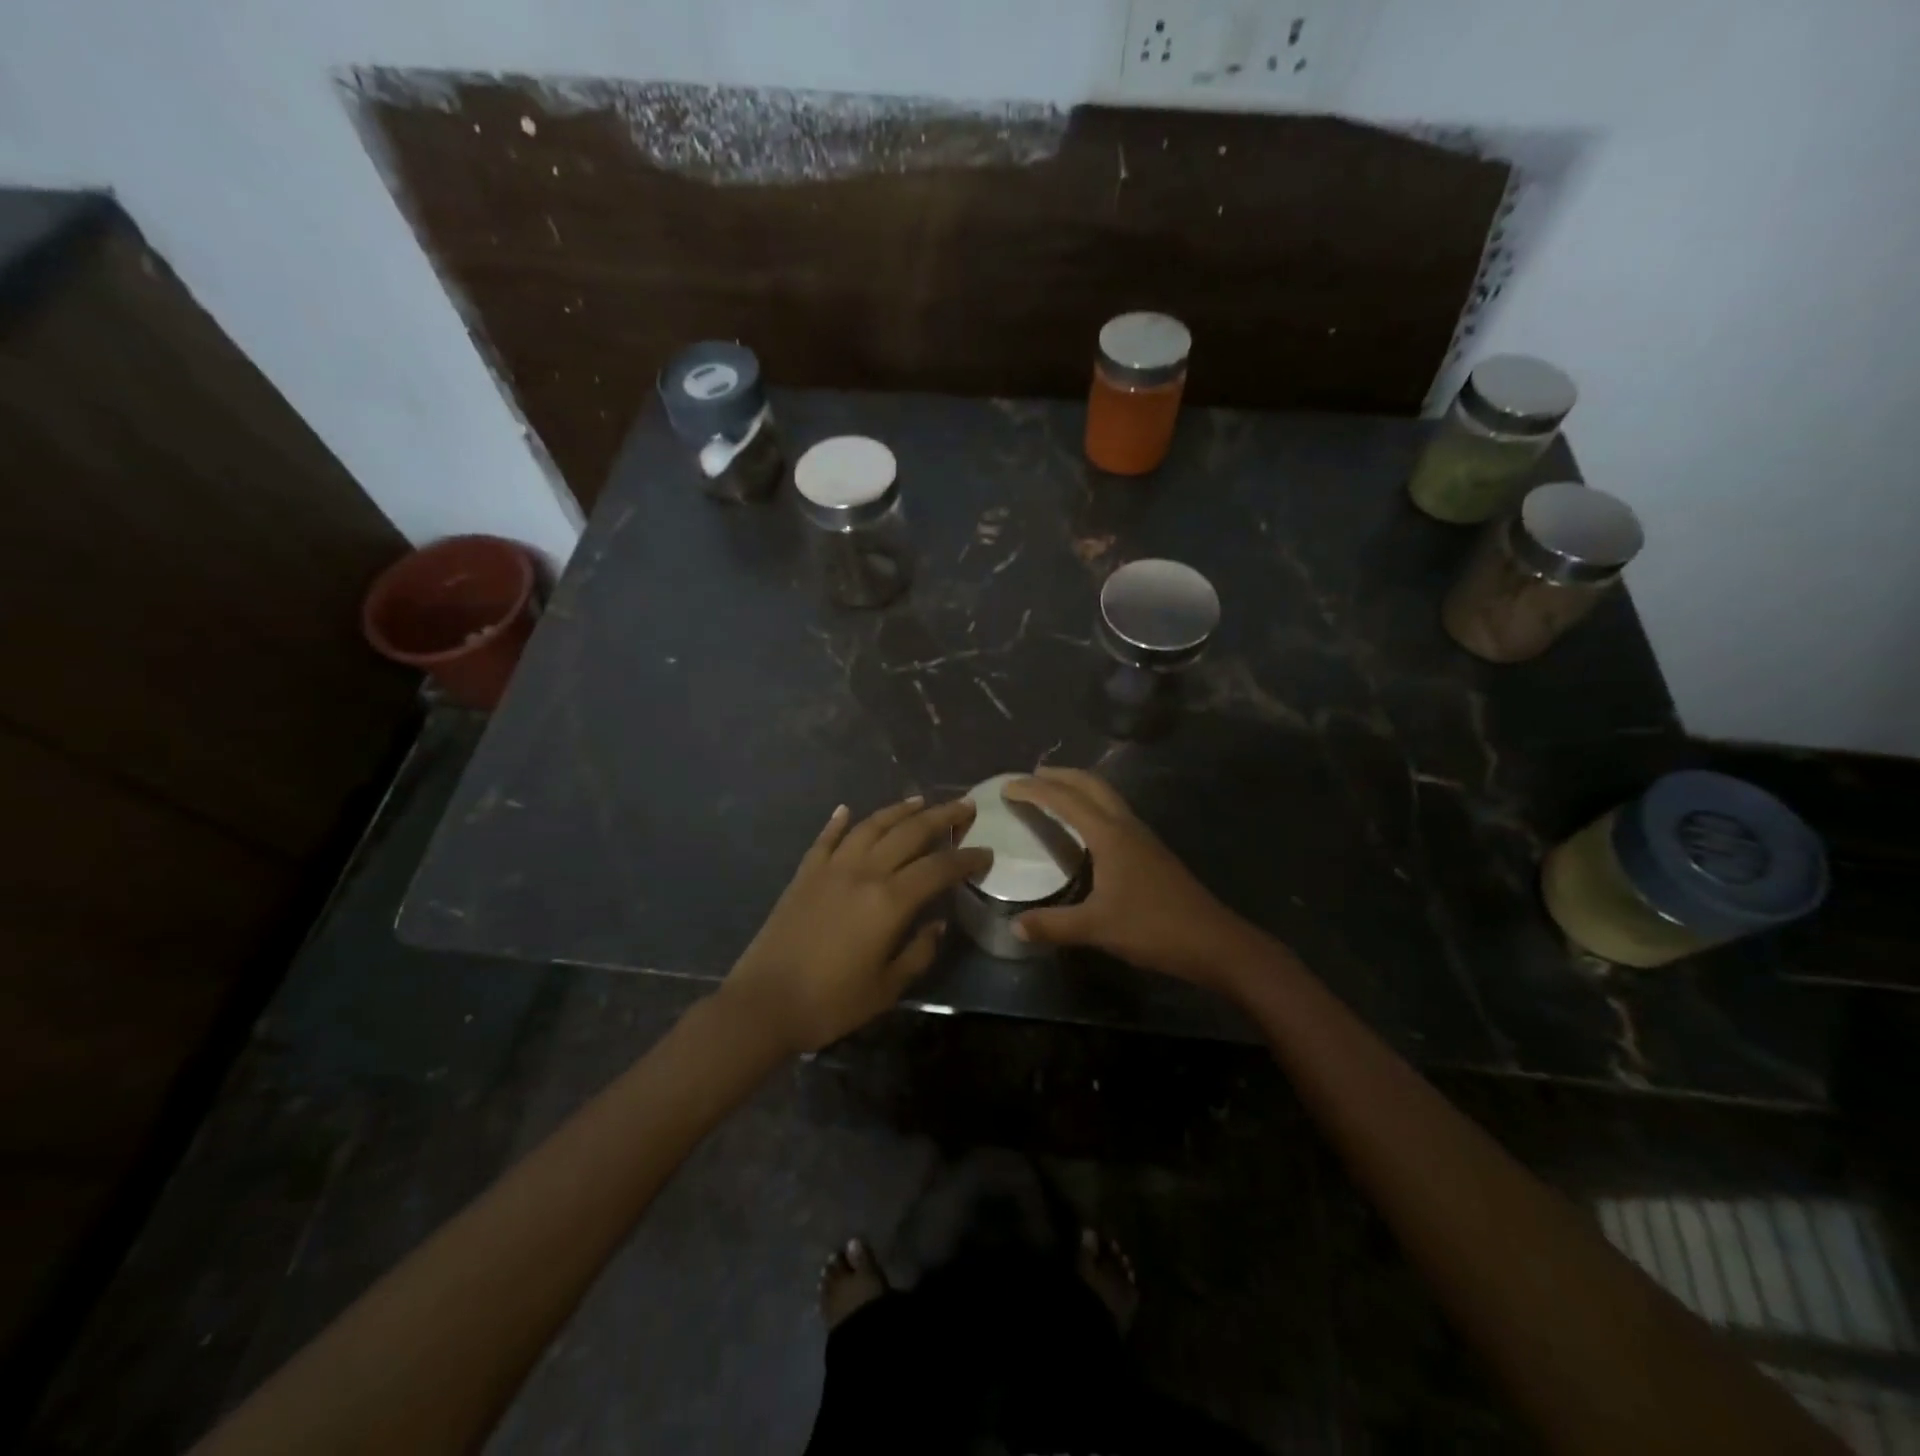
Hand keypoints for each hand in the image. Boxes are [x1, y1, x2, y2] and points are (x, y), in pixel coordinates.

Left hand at [720, 796, 991, 1052]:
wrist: (763, 1003)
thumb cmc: (831, 1002)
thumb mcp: (886, 987)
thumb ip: (918, 952)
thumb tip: (938, 924)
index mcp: (890, 901)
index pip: (939, 868)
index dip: (966, 858)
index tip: (985, 853)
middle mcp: (864, 872)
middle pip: (909, 833)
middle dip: (942, 817)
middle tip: (964, 806)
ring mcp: (831, 868)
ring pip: (871, 827)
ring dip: (898, 811)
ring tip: (920, 800)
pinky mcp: (805, 874)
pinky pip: (826, 839)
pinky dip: (838, 822)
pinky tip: (847, 810)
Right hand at [1002, 768, 1250, 991]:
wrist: (1213, 942)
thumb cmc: (1153, 928)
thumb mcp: (1097, 928)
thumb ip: (1053, 925)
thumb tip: (1014, 927)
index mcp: (1110, 835)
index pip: (1065, 800)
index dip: (1034, 790)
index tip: (1007, 786)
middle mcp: (1126, 826)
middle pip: (1091, 785)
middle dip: (1059, 776)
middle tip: (1031, 777)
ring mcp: (1143, 837)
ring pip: (1107, 796)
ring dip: (1079, 787)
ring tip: (1054, 793)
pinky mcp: (1152, 852)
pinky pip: (1115, 813)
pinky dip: (1093, 806)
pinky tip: (1087, 828)